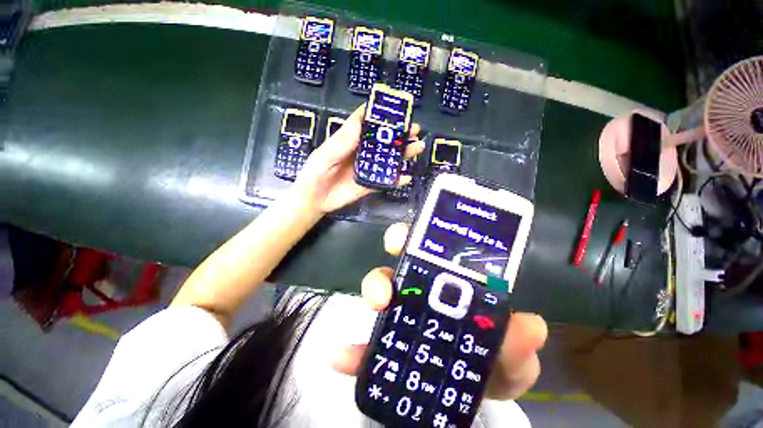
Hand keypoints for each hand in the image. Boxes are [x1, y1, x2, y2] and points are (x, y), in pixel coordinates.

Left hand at [292, 104, 422, 213]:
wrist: (314, 201)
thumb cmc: (314, 175)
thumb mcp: (324, 155)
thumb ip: (342, 141)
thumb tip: (360, 120)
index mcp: (348, 141)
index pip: (365, 122)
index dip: (379, 113)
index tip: (396, 108)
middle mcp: (360, 153)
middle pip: (382, 140)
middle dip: (399, 134)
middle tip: (414, 129)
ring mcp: (366, 169)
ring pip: (387, 159)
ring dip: (403, 154)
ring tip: (417, 147)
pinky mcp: (369, 184)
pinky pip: (385, 181)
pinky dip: (396, 180)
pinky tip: (406, 178)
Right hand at [332, 222, 546, 399]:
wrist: (478, 394)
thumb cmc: (499, 359)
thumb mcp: (514, 352)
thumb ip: (520, 341)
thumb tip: (530, 327)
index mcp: (452, 280)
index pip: (433, 248)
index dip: (418, 237)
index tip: (408, 239)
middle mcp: (423, 287)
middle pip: (400, 264)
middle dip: (393, 263)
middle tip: (389, 281)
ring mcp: (403, 313)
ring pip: (382, 290)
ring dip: (374, 292)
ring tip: (376, 306)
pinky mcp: (388, 345)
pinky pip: (367, 342)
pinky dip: (357, 349)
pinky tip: (343, 357)